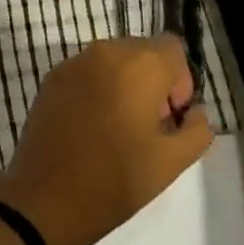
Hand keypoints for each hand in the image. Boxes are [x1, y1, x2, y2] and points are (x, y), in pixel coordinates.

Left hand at [0, 36, 212, 244]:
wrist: (47, 196)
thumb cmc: (116, 179)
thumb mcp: (172, 161)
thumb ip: (197, 129)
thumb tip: (194, 111)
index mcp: (139, 64)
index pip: (173, 48)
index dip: (180, 80)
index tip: (170, 116)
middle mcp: (104, 51)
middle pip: (142, 51)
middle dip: (153, 81)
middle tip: (148, 126)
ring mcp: (73, 62)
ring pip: (113, 60)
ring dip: (124, 83)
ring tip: (119, 128)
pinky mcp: (52, 77)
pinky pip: (87, 71)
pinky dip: (97, 88)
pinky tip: (91, 127)